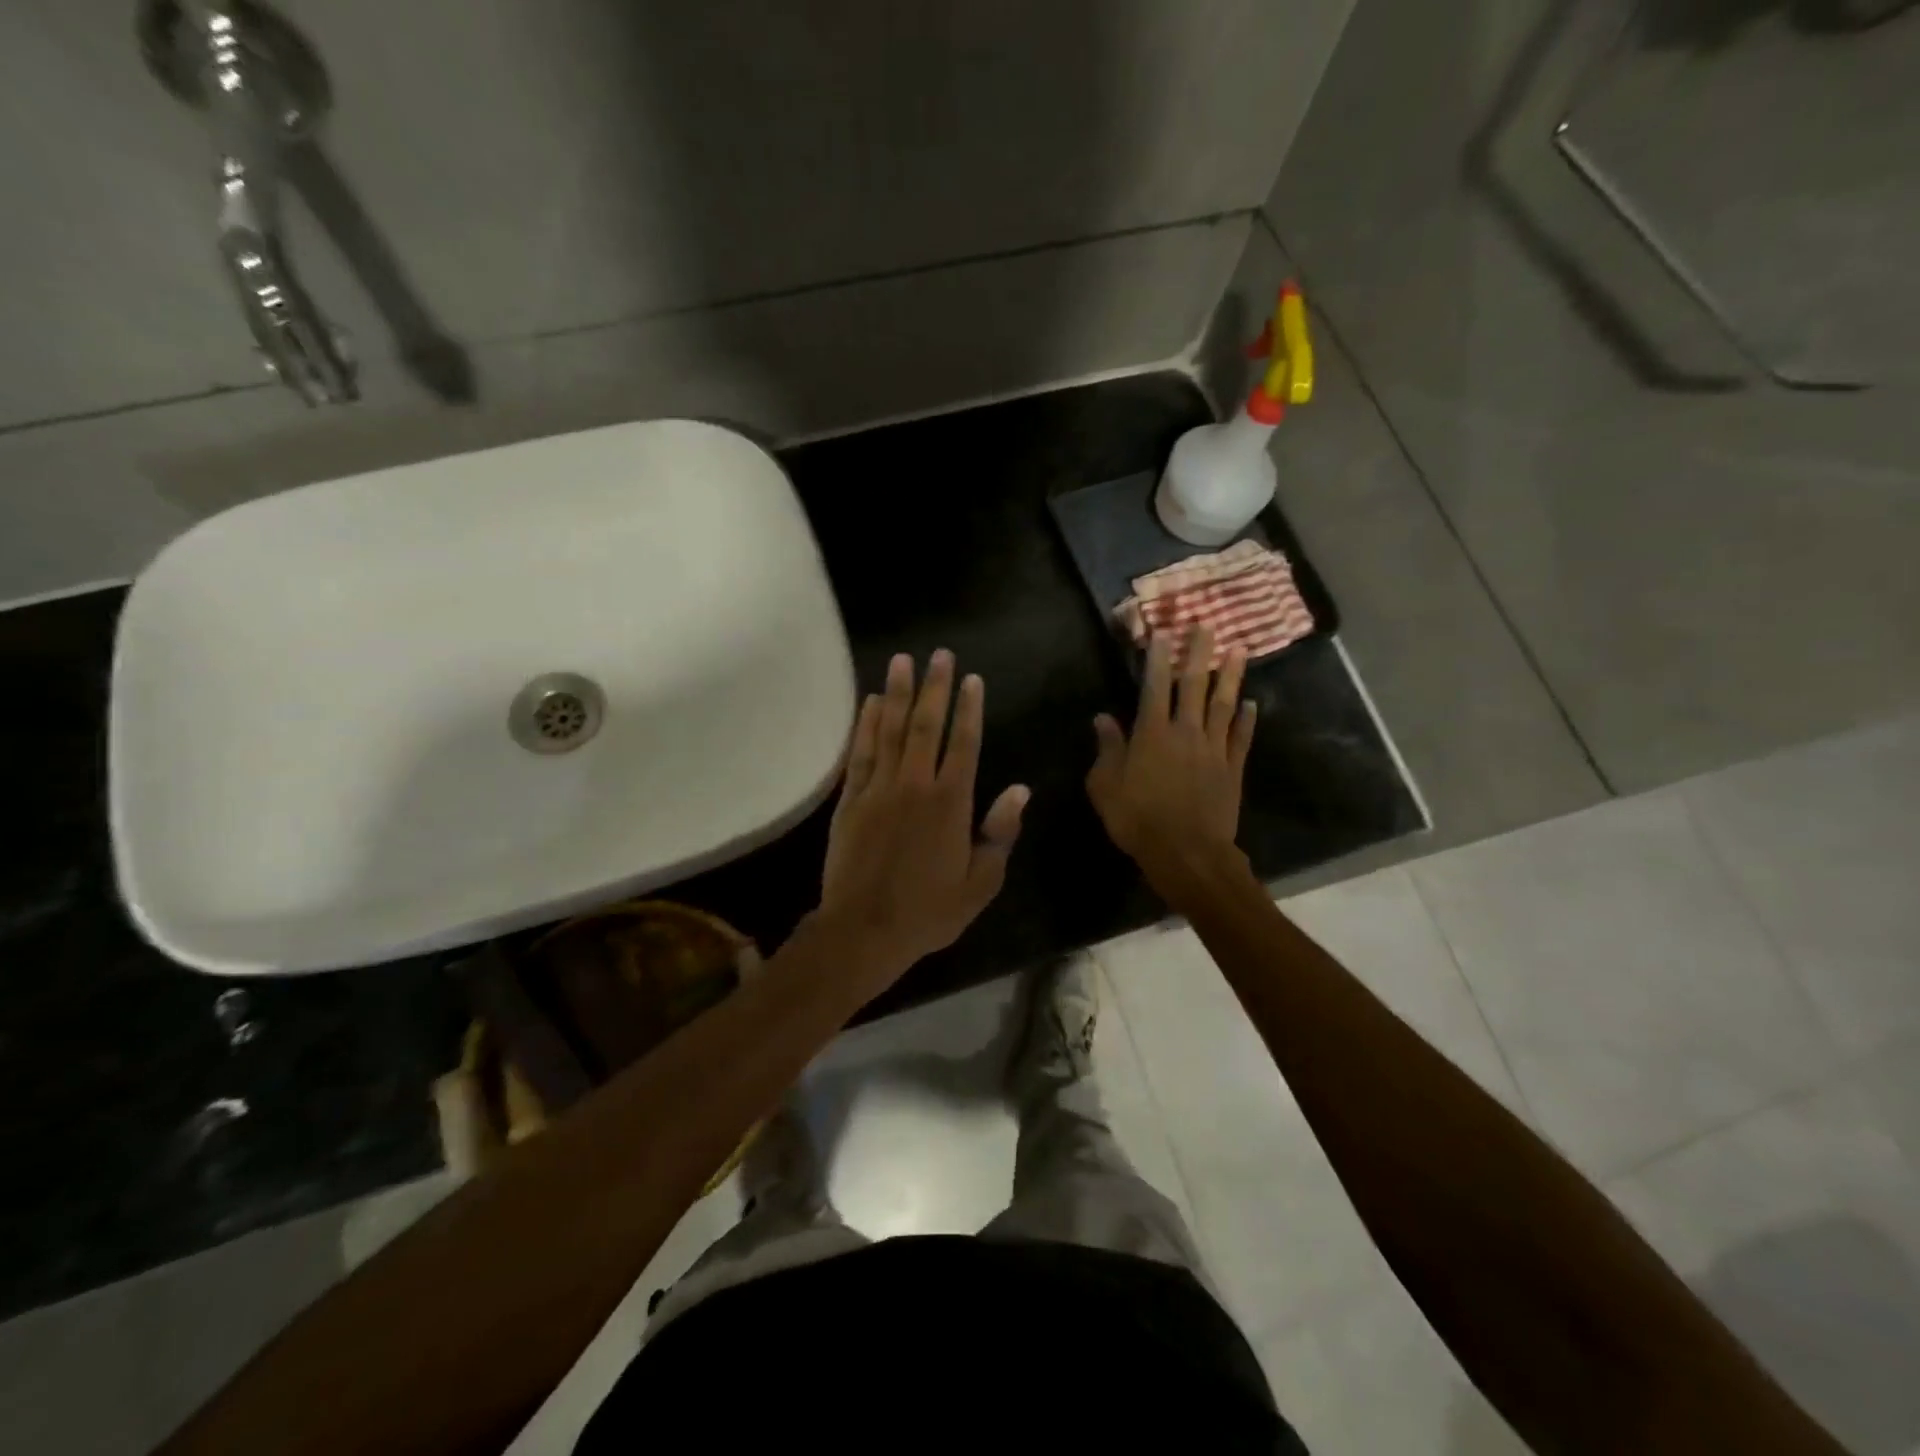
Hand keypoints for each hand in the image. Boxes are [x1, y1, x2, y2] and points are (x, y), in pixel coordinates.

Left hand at [819, 650, 1028, 983]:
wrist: (865, 929)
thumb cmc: (929, 910)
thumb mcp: (981, 882)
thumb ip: (1000, 833)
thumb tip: (1020, 790)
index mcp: (952, 803)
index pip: (965, 744)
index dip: (969, 709)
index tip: (971, 678)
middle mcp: (916, 784)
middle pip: (927, 725)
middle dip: (934, 687)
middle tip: (939, 654)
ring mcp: (879, 788)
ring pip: (891, 730)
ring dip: (897, 693)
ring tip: (902, 661)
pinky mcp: (851, 799)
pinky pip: (861, 753)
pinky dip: (866, 725)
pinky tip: (870, 702)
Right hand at [1086, 626, 1256, 902]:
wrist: (1187, 852)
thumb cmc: (1137, 819)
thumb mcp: (1106, 786)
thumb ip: (1107, 749)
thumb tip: (1103, 718)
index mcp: (1151, 734)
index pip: (1154, 686)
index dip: (1158, 657)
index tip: (1164, 631)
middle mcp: (1185, 732)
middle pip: (1193, 685)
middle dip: (1199, 653)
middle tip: (1207, 625)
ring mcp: (1213, 749)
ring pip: (1223, 704)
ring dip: (1230, 676)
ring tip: (1238, 650)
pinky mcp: (1232, 769)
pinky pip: (1240, 738)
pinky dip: (1246, 719)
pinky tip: (1252, 704)